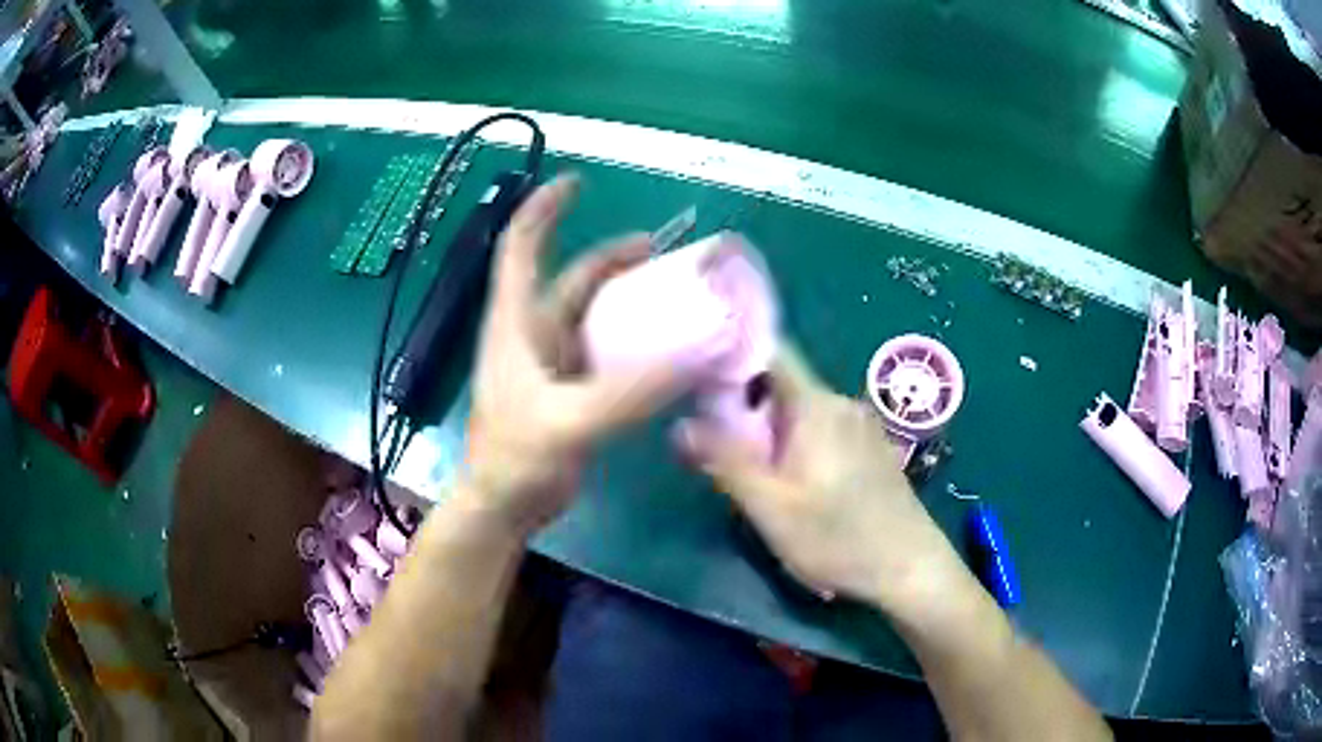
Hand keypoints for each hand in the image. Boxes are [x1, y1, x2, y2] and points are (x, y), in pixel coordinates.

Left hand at [462, 175, 680, 535]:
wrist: (504, 507)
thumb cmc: (515, 459)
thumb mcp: (570, 423)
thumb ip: (632, 392)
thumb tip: (699, 354)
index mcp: (517, 323)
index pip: (520, 246)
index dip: (543, 209)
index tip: (576, 182)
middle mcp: (533, 333)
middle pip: (571, 278)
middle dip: (612, 258)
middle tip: (665, 251)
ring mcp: (553, 363)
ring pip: (593, 315)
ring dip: (629, 300)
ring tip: (675, 294)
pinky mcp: (571, 390)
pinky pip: (607, 352)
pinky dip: (635, 342)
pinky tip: (667, 348)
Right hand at [679, 348, 966, 610]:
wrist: (911, 567)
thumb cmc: (838, 538)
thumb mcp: (772, 508)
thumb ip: (725, 462)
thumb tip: (680, 425)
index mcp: (815, 405)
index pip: (769, 352)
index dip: (731, 358)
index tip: (699, 383)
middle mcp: (840, 402)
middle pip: (780, 386)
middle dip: (745, 410)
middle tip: (721, 451)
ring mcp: (861, 425)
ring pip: (801, 413)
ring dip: (772, 434)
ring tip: (757, 477)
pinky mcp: (872, 448)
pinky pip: (822, 430)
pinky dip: (798, 446)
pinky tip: (798, 489)